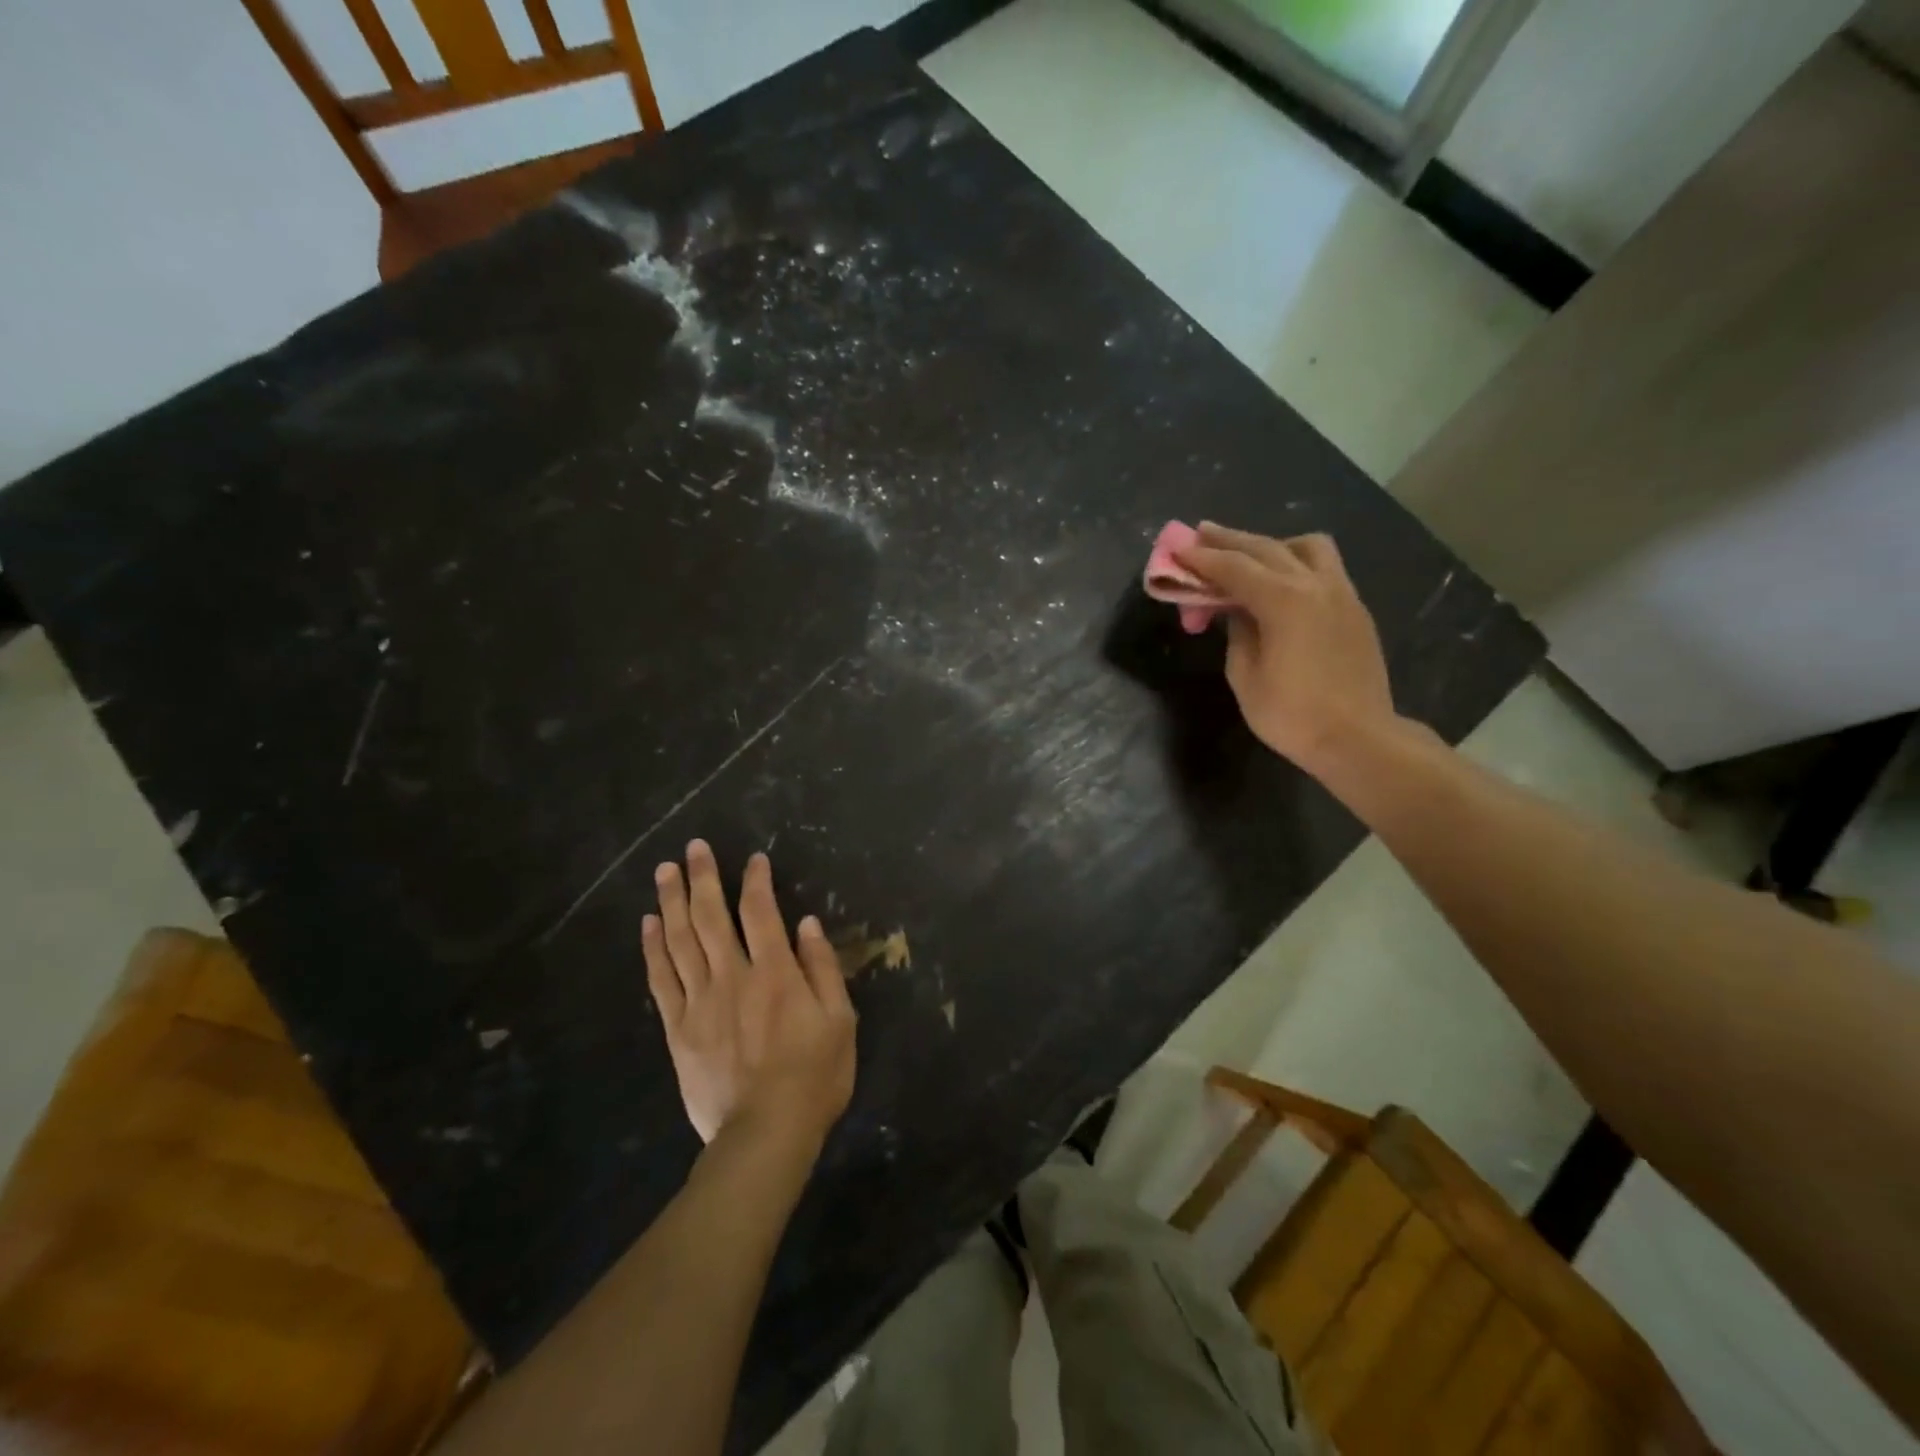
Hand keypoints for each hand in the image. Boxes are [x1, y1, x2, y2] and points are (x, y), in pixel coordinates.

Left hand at [643, 841, 855, 1151]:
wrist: (764, 1135)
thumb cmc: (814, 1077)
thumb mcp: (840, 1021)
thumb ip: (823, 968)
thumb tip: (807, 924)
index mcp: (775, 973)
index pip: (762, 913)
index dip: (756, 881)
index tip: (753, 858)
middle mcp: (733, 977)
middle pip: (711, 918)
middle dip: (703, 878)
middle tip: (693, 848)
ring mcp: (700, 1002)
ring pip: (680, 941)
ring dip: (672, 902)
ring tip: (664, 871)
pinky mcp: (678, 1029)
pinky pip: (661, 980)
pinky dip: (653, 949)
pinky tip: (649, 924)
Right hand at [1173, 524, 1396, 774]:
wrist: (1357, 738)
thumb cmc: (1291, 714)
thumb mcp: (1245, 676)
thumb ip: (1237, 633)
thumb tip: (1238, 611)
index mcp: (1284, 601)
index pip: (1235, 568)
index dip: (1203, 558)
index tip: (1178, 547)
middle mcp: (1315, 585)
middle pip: (1267, 548)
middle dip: (1230, 540)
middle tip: (1201, 533)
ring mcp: (1341, 593)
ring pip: (1307, 547)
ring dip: (1273, 545)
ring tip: (1249, 557)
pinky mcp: (1355, 609)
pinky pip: (1324, 568)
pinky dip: (1296, 562)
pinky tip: (1280, 582)